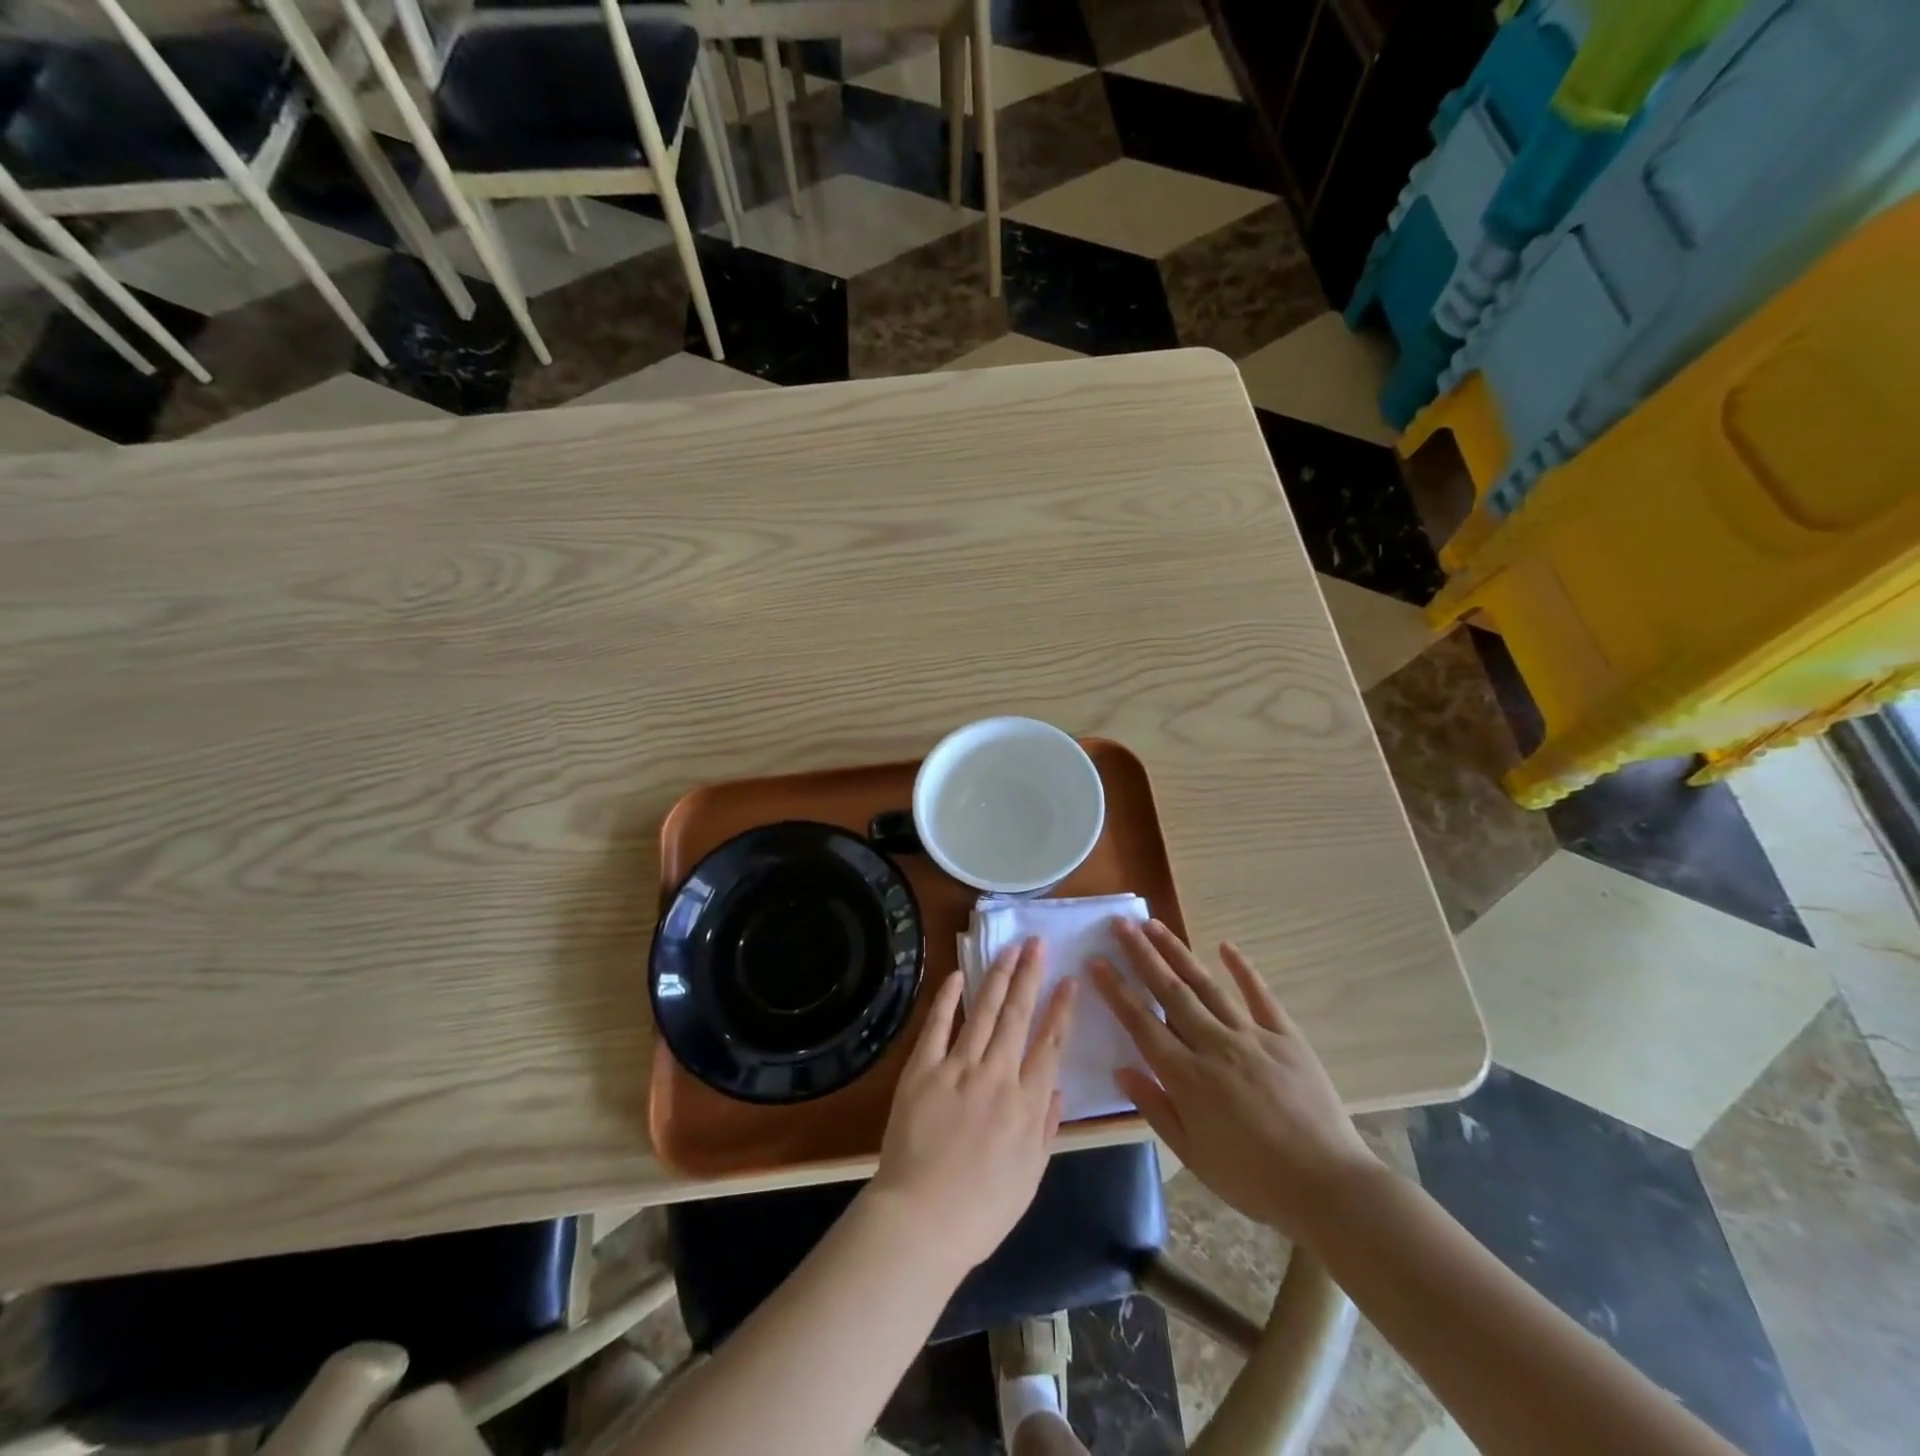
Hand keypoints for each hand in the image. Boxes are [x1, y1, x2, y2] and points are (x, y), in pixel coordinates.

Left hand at [868, 938, 1076, 1273]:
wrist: (920, 1222)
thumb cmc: (981, 1211)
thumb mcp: (1030, 1178)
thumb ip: (1046, 1129)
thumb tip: (1057, 1088)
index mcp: (1027, 1104)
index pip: (1050, 1043)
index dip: (1061, 1008)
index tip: (1069, 979)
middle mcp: (997, 1076)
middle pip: (1018, 1016)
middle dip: (1030, 976)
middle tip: (1037, 943)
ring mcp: (957, 1069)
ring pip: (983, 1012)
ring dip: (998, 977)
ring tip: (1009, 949)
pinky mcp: (922, 1070)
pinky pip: (937, 1026)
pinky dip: (948, 998)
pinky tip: (958, 975)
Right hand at [1091, 919, 1378, 1240]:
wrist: (1329, 1189)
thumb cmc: (1253, 1180)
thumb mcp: (1194, 1156)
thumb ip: (1155, 1108)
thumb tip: (1121, 1068)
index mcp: (1188, 1078)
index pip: (1142, 1024)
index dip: (1117, 991)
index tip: (1097, 961)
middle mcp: (1215, 1046)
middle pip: (1171, 992)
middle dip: (1142, 956)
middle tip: (1120, 924)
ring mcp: (1252, 1037)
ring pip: (1207, 986)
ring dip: (1178, 953)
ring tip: (1155, 925)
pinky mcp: (1286, 1037)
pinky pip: (1261, 996)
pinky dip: (1243, 969)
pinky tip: (1226, 946)